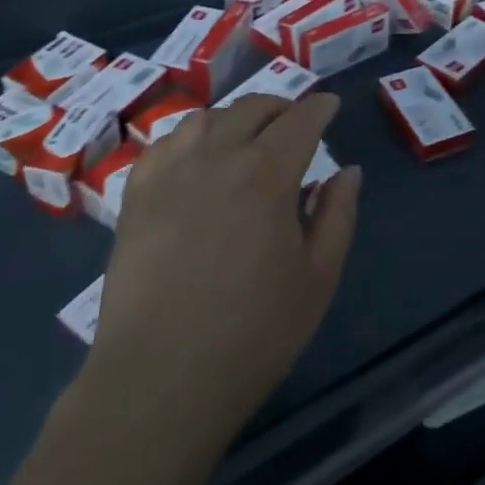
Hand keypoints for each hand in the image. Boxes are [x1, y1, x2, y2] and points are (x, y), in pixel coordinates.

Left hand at [80, 92, 360, 454]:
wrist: (160, 379)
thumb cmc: (252, 333)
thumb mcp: (317, 278)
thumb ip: (338, 215)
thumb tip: (347, 171)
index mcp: (267, 174)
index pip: (300, 120)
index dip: (319, 107)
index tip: (330, 105)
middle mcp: (217, 157)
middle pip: (252, 109)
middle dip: (280, 107)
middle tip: (294, 123)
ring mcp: (170, 172)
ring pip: (205, 118)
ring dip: (234, 119)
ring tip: (245, 139)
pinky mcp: (136, 195)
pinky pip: (165, 144)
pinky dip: (189, 138)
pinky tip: (195, 159)